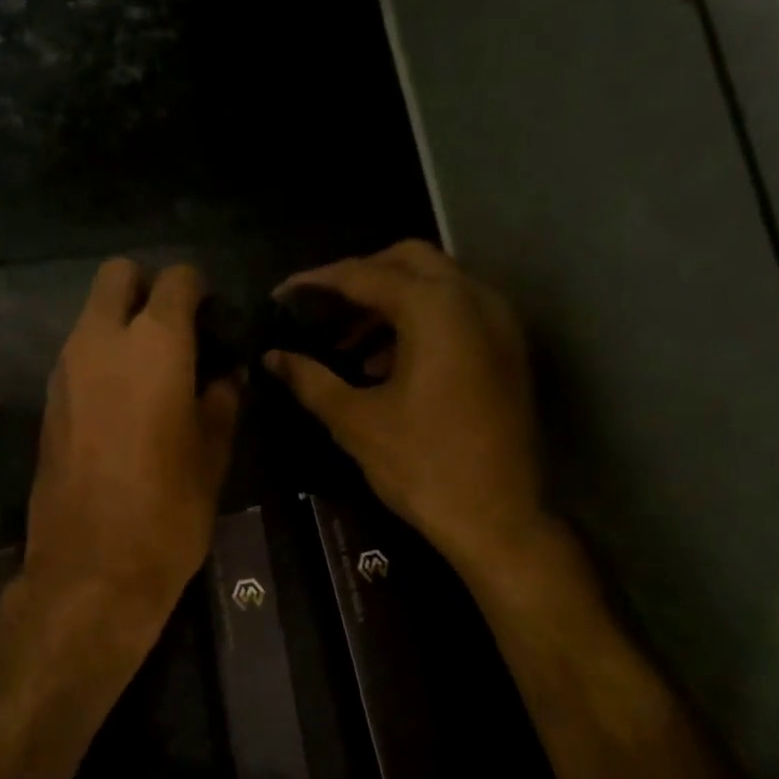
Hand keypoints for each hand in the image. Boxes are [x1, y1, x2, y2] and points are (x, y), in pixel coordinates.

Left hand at [23, 259, 239, 644]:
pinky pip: (77, 354)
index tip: (216, 324)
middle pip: (118, 276)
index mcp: (154, 345)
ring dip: (122, 325)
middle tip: (178, 334)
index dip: (200, 291)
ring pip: (92, 315)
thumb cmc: (168, 511)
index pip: (177, 279)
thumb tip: (222, 376)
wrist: (91, 570)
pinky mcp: (47, 400)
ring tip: (154, 373)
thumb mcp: (213, 455)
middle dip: (149, 289)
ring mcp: (65, 369)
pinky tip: (124, 402)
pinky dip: (101, 358)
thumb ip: (220, 401)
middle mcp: (100, 341)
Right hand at [264, 240, 545, 569]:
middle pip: (408, 260)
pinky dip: (418, 322)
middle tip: (320, 309)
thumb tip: (272, 358)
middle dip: (359, 278)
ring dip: (389, 302)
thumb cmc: (422, 466)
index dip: (317, 282)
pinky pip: (456, 313)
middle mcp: (473, 300)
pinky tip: (385, 364)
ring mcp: (498, 324)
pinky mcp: (506, 351)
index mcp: (435, 310)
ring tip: (347, 344)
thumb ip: (310, 379)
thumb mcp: (355, 421)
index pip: (364, 275)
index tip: (281, 294)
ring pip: (436, 285)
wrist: (498, 518)